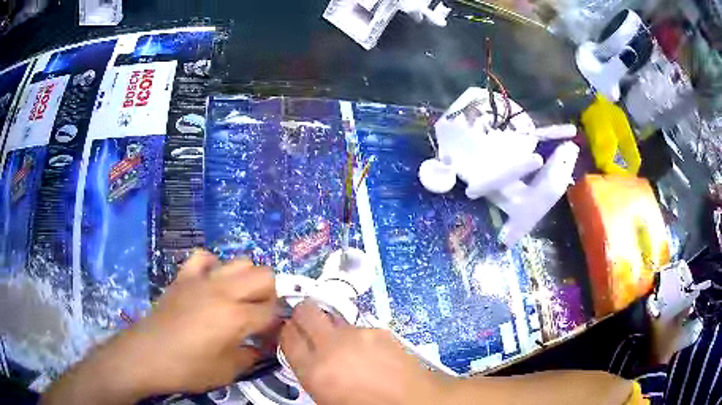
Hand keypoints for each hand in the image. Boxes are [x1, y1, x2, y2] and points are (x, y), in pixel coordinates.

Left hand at [43, 250, 276, 403]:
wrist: (147, 355)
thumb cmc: (188, 368)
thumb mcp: (227, 371)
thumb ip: (252, 355)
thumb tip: (263, 346)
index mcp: (236, 317)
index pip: (272, 311)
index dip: (277, 325)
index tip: (272, 337)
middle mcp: (223, 291)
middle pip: (264, 275)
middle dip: (270, 295)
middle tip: (259, 316)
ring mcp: (202, 279)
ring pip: (239, 261)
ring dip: (246, 280)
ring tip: (238, 300)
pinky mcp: (184, 277)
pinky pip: (204, 257)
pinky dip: (213, 267)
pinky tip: (211, 283)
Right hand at [280, 301, 445, 404]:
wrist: (413, 401)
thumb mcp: (326, 398)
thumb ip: (311, 373)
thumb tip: (307, 357)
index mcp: (315, 370)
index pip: (287, 336)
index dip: (286, 332)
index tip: (290, 334)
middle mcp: (333, 346)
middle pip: (305, 312)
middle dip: (302, 315)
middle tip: (307, 326)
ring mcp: (358, 334)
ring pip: (333, 318)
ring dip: (332, 330)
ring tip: (347, 349)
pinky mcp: (379, 330)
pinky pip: (358, 328)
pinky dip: (358, 337)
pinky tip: (370, 354)